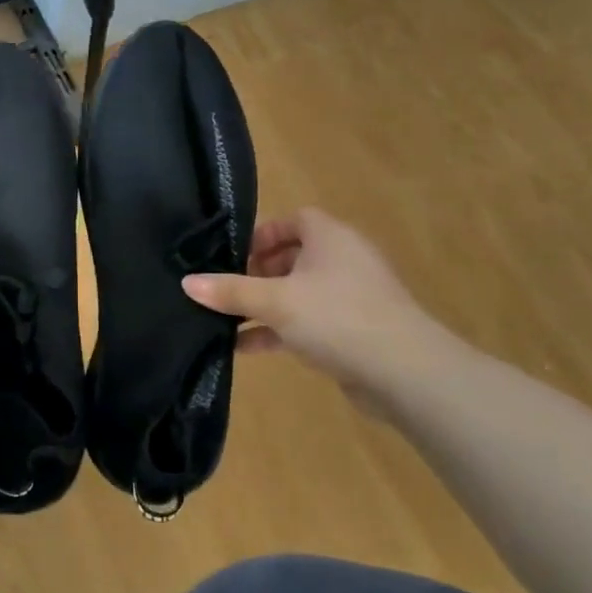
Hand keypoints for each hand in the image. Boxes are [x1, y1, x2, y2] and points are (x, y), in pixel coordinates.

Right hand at [182, 208, 452, 402]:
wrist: (404, 372)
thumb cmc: (337, 318)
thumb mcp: (275, 302)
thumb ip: (230, 291)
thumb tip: (187, 282)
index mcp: (330, 238)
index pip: (294, 220)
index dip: (262, 234)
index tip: (233, 257)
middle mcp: (343, 260)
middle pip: (293, 256)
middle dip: (257, 273)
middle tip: (229, 290)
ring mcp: (351, 297)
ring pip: (299, 293)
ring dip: (265, 306)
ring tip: (227, 321)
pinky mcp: (354, 330)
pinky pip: (308, 321)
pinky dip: (280, 330)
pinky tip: (246, 348)